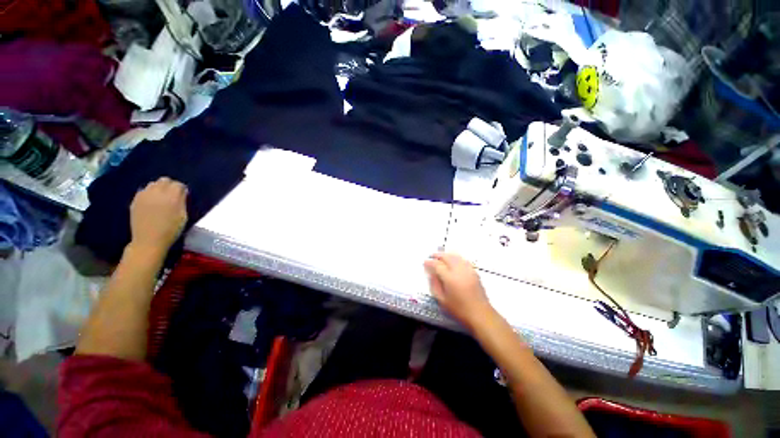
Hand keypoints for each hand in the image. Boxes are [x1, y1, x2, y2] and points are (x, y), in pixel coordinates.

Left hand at [129, 177, 187, 254]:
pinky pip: (144, 191)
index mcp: (172, 196)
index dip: (182, 189)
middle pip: (164, 180)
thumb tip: (182, 192)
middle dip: (170, 185)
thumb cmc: (171, 230)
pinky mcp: (135, 200)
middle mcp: (157, 192)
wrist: (149, 240)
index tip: (184, 195)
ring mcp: (143, 195)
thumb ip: (182, 201)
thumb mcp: (183, 216)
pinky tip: (151, 203)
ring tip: (161, 199)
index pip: (178, 184)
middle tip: (173, 195)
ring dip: (159, 188)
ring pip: (153, 184)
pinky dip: (149, 194)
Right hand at [424, 253, 494, 331]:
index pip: (437, 265)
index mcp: (450, 278)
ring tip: (441, 256)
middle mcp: (459, 271)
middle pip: (447, 257)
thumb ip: (435, 285)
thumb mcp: (442, 301)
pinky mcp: (474, 272)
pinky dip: (456, 258)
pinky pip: (463, 260)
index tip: (425, 262)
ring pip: (456, 256)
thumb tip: (431, 275)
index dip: (430, 262)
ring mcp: (468, 270)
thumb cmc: (459, 310)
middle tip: (432, 256)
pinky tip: (453, 260)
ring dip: (447, 254)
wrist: (480, 315)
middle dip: (438, 255)